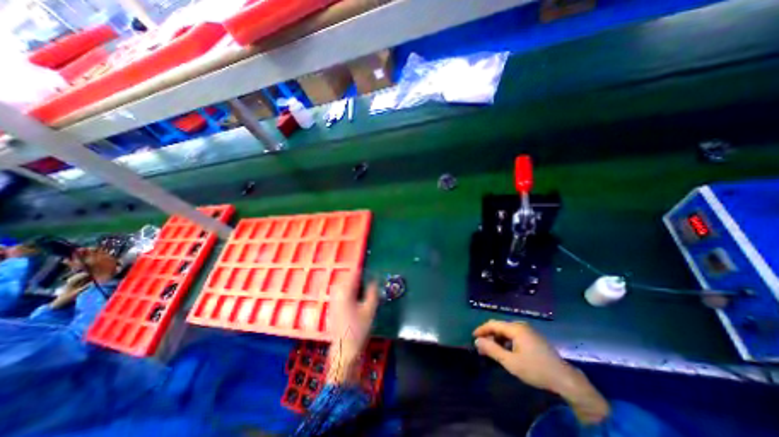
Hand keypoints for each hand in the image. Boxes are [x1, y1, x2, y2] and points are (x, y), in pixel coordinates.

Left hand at [326, 278, 379, 384]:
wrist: (344, 351)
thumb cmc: (358, 329)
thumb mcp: (369, 309)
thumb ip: (372, 292)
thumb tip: (374, 280)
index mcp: (345, 292)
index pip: (354, 274)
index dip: (363, 269)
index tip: (371, 268)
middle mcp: (337, 293)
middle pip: (349, 279)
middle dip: (360, 277)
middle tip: (371, 279)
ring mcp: (334, 301)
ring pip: (346, 286)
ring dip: (356, 284)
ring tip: (366, 287)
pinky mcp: (334, 307)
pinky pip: (343, 293)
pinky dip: (351, 291)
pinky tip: (358, 298)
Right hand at [472, 321, 573, 392]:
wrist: (565, 380)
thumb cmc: (536, 370)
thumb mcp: (511, 362)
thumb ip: (492, 349)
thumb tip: (477, 341)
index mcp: (515, 328)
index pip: (493, 324)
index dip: (481, 329)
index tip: (473, 337)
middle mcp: (521, 325)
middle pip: (500, 326)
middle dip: (489, 335)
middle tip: (482, 347)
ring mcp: (528, 330)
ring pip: (507, 330)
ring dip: (497, 338)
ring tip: (492, 350)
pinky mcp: (533, 336)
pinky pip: (514, 334)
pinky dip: (506, 340)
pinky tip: (505, 350)